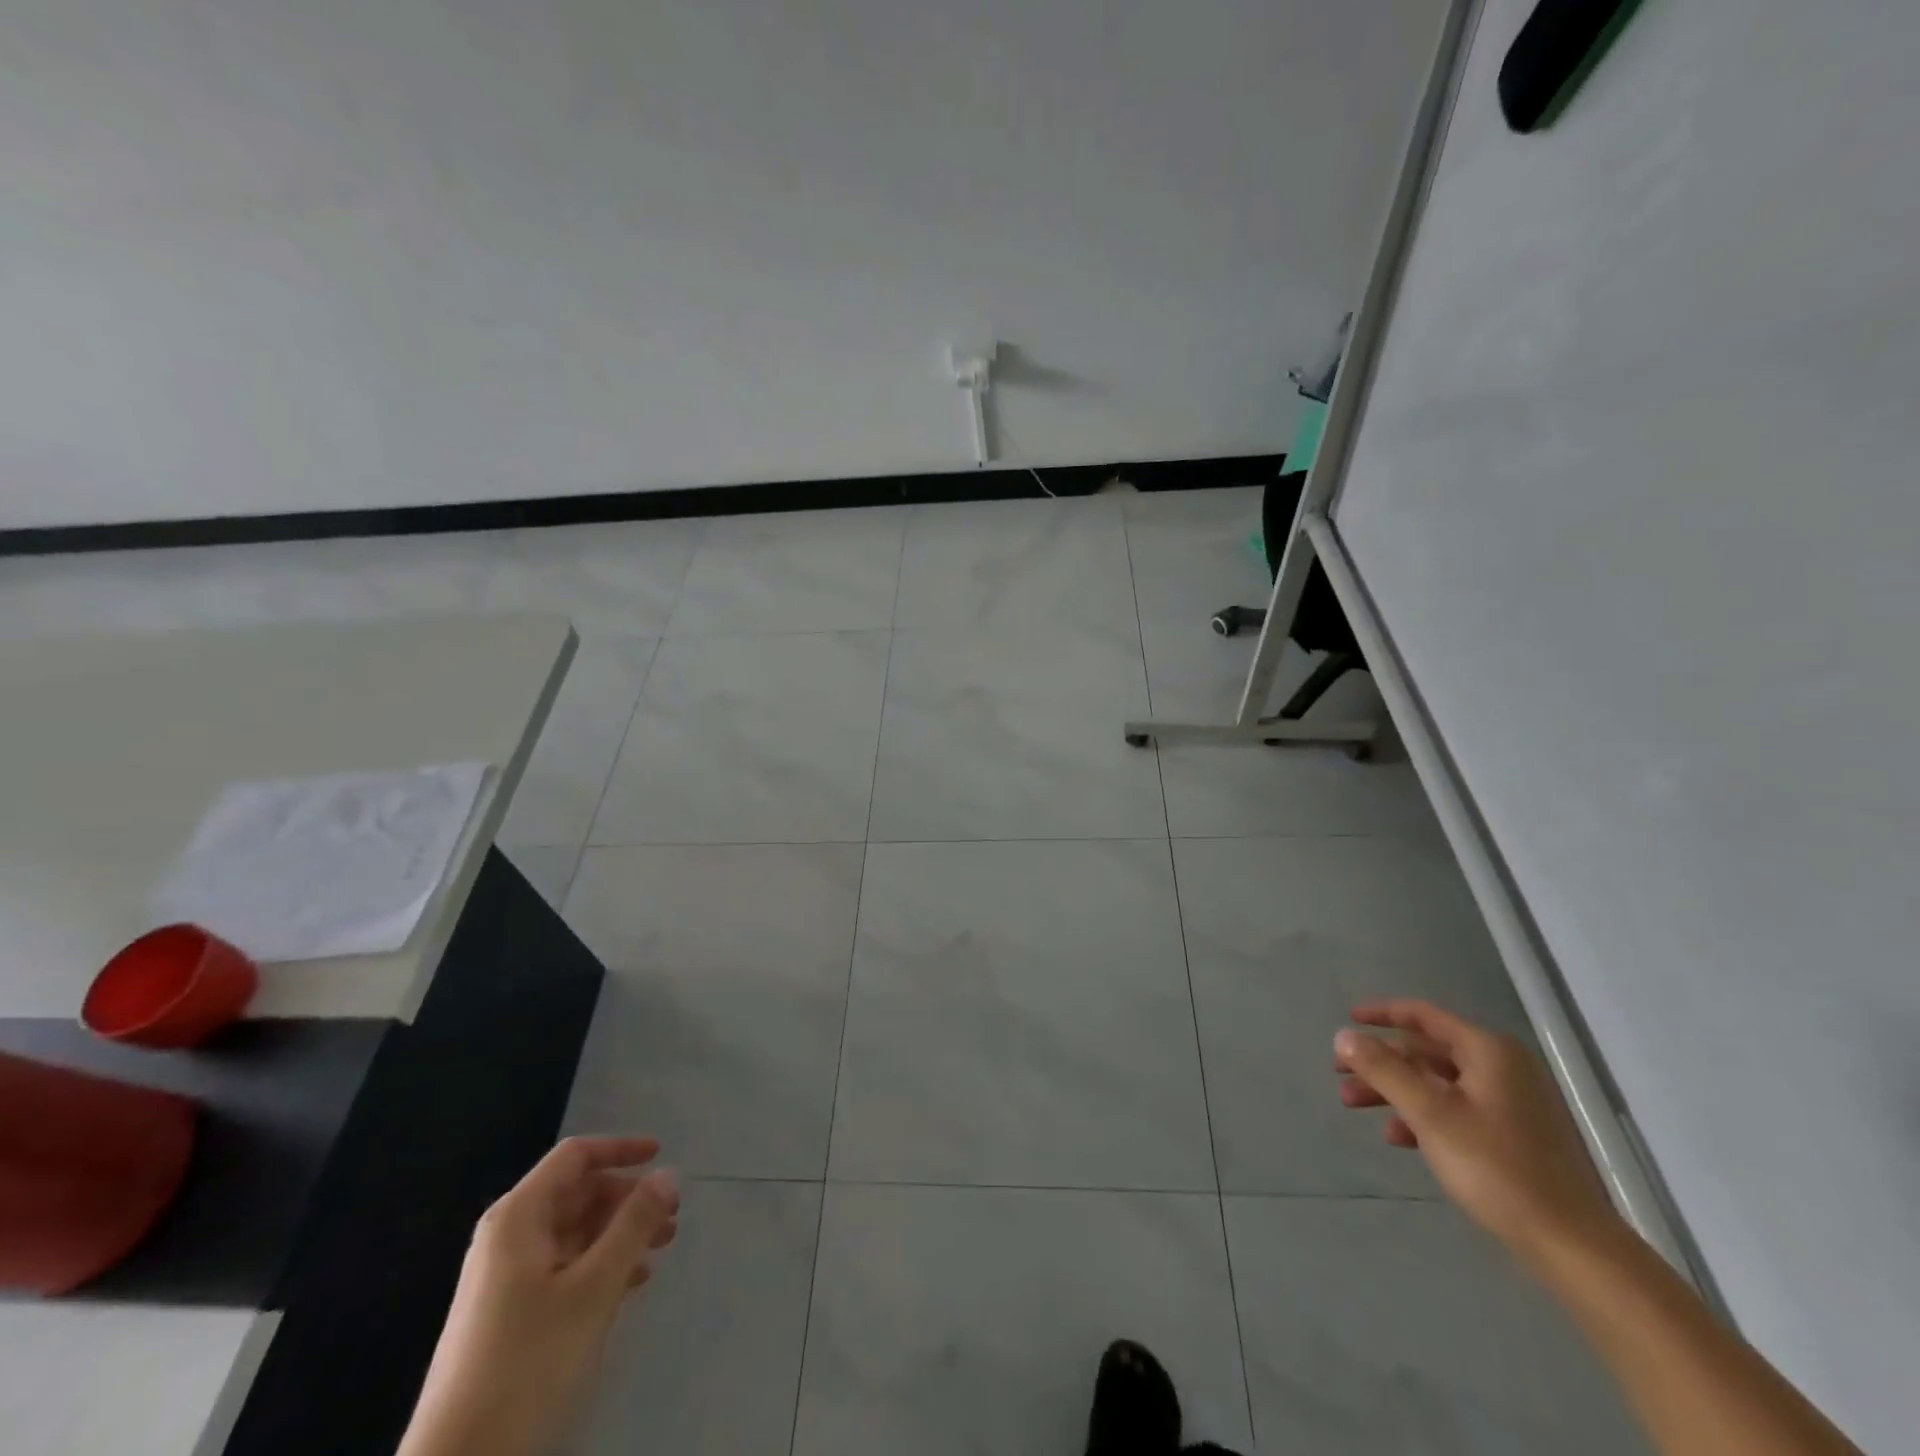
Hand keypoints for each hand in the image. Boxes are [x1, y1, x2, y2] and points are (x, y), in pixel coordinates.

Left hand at [400, 1136, 679, 1455]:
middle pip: (577, 1193)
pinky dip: (601, 1264)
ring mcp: (506, 1279)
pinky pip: (565, 1267)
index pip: (575, 1157)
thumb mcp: (594, 1287)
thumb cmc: (529, 1361)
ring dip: (620, 1233)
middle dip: (627, 1198)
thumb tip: (669, 1173)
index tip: (662, 1157)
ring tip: (660, 1248)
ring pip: (575, 1232)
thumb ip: (634, 1224)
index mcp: (518, 1217)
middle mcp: (508, 1237)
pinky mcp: (509, 1316)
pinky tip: (631, 1284)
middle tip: (671, 1216)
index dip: (620, 1149)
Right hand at [1334, 1000, 1623, 1267]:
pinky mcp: (1514, 1137)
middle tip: (1340, 1074)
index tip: (1347, 1020)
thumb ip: (1383, 1070)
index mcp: (1488, 1051)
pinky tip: (1396, 1137)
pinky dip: (1422, 1116)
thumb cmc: (1496, 1168)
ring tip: (1353, 1105)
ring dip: (1394, 1090)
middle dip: (1380, 1062)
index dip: (1381, 1014)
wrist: (1573, 1246)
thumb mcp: (1430, 1114)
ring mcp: (1512, 1103)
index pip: (1423, 1016)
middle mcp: (1502, 1068)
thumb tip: (1344, 1035)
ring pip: (1437, 1083)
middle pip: (1426, 1051)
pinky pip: (1455, 1110)